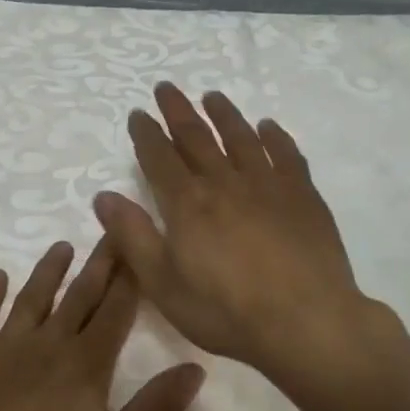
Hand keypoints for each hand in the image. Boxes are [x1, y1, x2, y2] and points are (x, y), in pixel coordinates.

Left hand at [0, 240, 205, 410]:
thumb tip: (194, 369)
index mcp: (86, 365)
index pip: (116, 311)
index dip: (130, 278)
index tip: (139, 247)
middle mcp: (48, 343)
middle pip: (80, 295)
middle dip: (100, 263)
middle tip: (111, 230)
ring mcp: (3, 347)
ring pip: (32, 297)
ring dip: (49, 271)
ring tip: (62, 247)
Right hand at [94, 83, 369, 378]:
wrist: (305, 322)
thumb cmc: (226, 311)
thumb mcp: (163, 285)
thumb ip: (132, 237)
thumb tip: (104, 196)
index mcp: (187, 204)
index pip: (160, 157)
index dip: (146, 133)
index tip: (138, 113)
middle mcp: (224, 182)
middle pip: (197, 136)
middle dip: (178, 110)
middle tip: (167, 88)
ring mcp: (267, 184)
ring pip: (241, 137)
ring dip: (224, 114)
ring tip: (212, 96)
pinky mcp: (302, 195)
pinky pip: (285, 154)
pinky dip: (274, 137)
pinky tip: (268, 127)